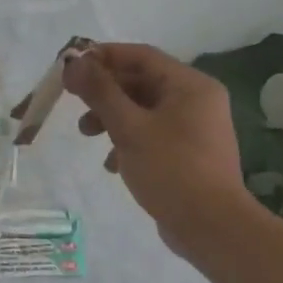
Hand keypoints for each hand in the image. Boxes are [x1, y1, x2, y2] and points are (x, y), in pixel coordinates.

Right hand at [63, 42, 256, 259]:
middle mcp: (196, 100)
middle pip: (141, 82)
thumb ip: (100, 92)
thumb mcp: (128, 127)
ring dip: (111, 117)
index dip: (103, 56)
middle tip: (72, 101)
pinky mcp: (188, 153)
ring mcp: (194, 128)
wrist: (211, 227)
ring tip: (87, 134)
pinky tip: (111, 163)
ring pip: (143, 109)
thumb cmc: (171, 169)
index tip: (71, 65)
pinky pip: (151, 133)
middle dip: (104, 92)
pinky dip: (127, 140)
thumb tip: (74, 61)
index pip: (141, 55)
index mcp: (190, 86)